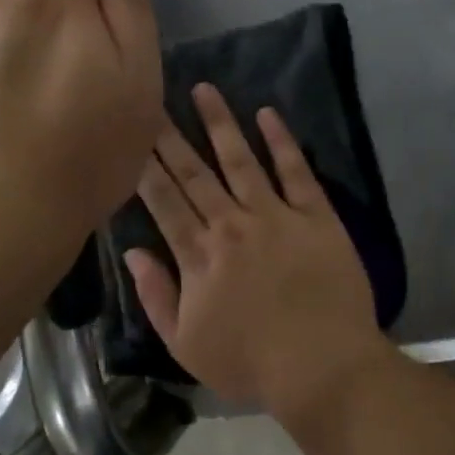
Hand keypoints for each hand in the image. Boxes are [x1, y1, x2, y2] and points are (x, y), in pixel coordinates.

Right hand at [124, 85, 382, 415]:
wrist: (323, 365)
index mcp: (198, 255)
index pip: (164, 200)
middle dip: (171, 135)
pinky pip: (295, 171)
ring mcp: (275, 215)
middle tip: (154, 98)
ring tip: (204, 89)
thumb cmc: (251, 363)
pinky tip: (267, 113)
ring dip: (220, 123)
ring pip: (240, 160)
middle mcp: (231, 224)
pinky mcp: (316, 215)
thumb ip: (156, 296)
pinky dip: (281, 141)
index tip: (131, 133)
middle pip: (194, 172)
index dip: (145, 165)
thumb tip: (133, 252)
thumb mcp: (185, 345)